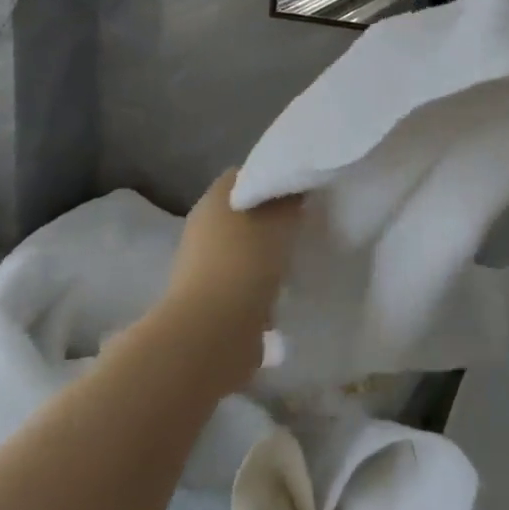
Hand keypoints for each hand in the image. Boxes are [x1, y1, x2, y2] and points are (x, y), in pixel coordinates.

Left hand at [155, 168, 300, 389]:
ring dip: (267, 255)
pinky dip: (261, 286)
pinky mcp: (209, 299)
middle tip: (306, 223)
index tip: (303, 188)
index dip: (275, 177)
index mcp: (215, 198)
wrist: (211, 334)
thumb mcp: (280, 220)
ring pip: (245, 248)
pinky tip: (284, 294)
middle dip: (274, 219)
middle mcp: (203, 226)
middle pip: (245, 212)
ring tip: (299, 260)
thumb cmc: (245, 263)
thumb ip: (291, 200)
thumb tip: (296, 190)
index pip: (248, 175)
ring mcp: (202, 264)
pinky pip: (243, 281)